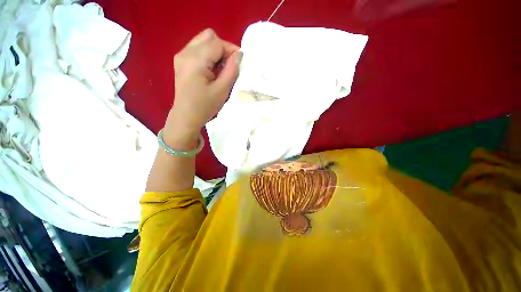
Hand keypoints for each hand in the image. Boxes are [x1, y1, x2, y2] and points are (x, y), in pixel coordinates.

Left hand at [165, 29, 241, 143]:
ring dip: (216, 52)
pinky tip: (212, 71)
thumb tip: (239, 55)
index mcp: (195, 60)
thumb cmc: (205, 106)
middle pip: (209, 36)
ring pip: (203, 41)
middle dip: (223, 48)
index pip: (217, 43)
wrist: (186, 116)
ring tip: (220, 70)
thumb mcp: (222, 90)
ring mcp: (181, 56)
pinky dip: (209, 56)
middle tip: (229, 66)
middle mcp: (186, 52)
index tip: (239, 63)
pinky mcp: (181, 61)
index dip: (231, 50)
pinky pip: (198, 49)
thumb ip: (231, 70)